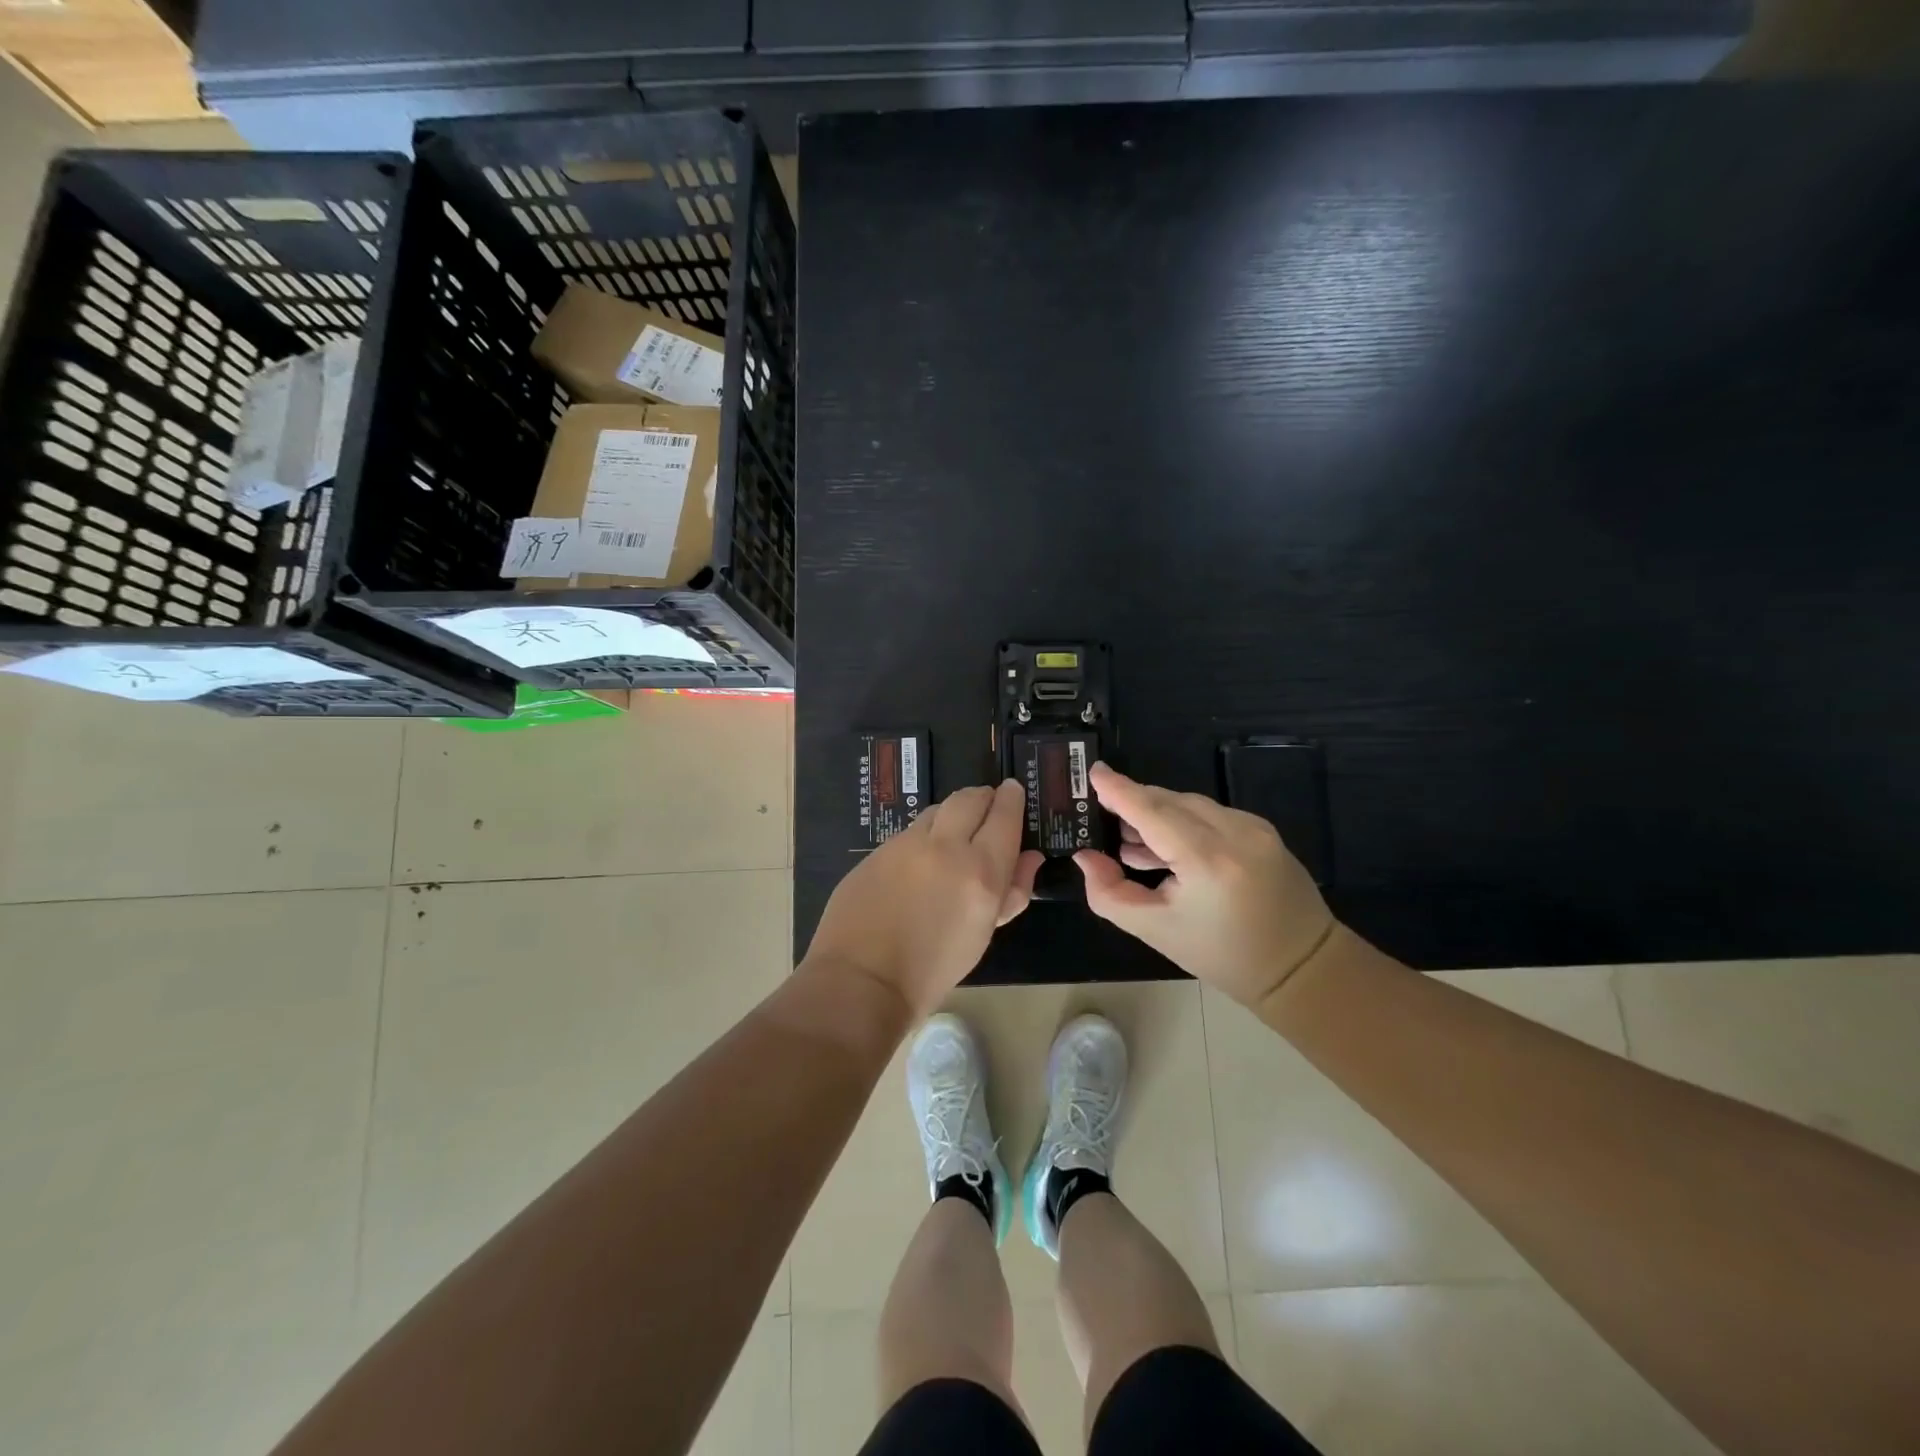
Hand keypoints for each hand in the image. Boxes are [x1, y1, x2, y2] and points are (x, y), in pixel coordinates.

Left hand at [806, 780, 1043, 1020]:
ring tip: (954, 833)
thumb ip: (1013, 891)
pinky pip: (909, 831)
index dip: (1011, 799)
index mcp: (981, 871)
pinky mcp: (877, 850)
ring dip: (952, 814)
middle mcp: (945, 846)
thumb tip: (1030, 857)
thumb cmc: (934, 969)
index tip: (1013, 791)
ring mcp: (906, 844)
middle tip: (988, 806)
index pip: (1004, 816)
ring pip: (937, 810)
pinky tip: (920, 859)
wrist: (863, 981)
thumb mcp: (984, 933)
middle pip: (970, 798)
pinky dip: (924, 835)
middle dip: (983, 797)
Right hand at [1074, 763, 1336, 1007]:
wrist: (1302, 967)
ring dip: (1158, 816)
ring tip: (1133, 845)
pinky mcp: (1262, 830)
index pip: (1152, 811)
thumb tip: (1085, 856)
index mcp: (1208, 860)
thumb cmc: (1223, 955)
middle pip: (1169, 801)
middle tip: (1104, 823)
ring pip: (1189, 805)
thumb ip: (1110, 893)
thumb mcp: (1156, 931)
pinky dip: (1183, 822)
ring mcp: (1254, 827)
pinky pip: (1210, 814)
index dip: (1119, 789)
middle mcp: (1234, 832)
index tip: (1093, 771)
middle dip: (1134, 805)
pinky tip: (1169, 849)